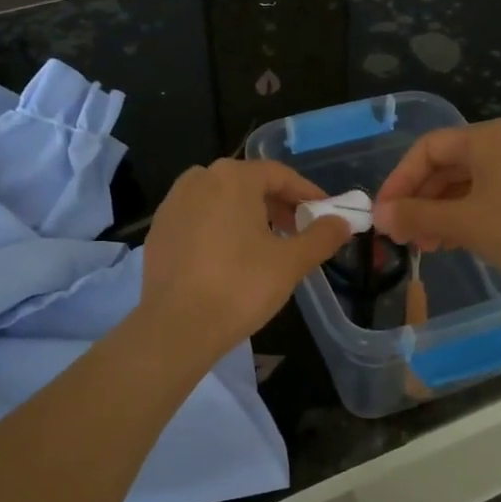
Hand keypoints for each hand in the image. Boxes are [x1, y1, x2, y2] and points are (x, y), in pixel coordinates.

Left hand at [139, 159, 351, 361]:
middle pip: (248, 184)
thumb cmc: (240, 287)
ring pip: (221, 201)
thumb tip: (342, 222)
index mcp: (232, 178)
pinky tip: (231, 258)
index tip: (325, 213)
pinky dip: (220, 229)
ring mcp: (173, 204)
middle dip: (277, 205)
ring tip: (267, 246)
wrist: (177, 327)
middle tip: (299, 231)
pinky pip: (199, 219)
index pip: (279, 174)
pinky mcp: (159, 231)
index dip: (307, 193)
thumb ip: (321, 237)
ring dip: (248, 216)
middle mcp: (198, 179)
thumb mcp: (291, 262)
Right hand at [373, 121, 500, 293]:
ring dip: (436, 213)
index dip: (398, 180)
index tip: (382, 213)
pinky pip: (481, 200)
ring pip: (461, 187)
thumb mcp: (462, 221)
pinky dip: (459, 219)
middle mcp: (499, 147)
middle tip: (400, 234)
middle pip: (443, 167)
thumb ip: (416, 215)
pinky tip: (449, 244)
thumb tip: (379, 216)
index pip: (426, 150)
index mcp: (483, 139)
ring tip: (422, 245)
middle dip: (417, 200)